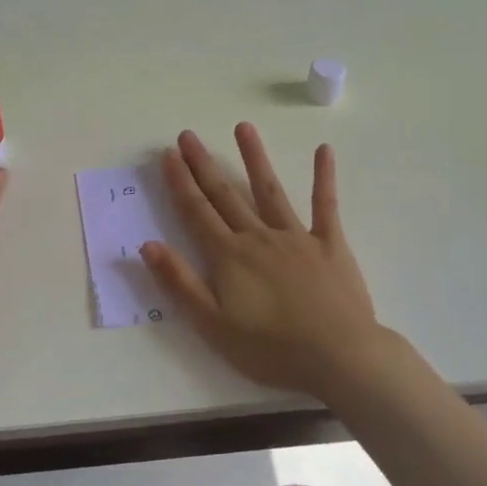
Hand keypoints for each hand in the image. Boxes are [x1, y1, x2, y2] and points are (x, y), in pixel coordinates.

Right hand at [140, 124, 390, 403]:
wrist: (338, 357)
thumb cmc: (271, 349)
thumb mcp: (212, 325)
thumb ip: (179, 282)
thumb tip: (147, 244)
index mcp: (229, 257)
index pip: (196, 212)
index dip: (180, 183)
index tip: (168, 155)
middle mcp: (258, 237)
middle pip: (225, 195)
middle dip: (204, 164)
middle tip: (188, 135)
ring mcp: (296, 237)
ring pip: (269, 190)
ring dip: (254, 158)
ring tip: (243, 127)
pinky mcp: (330, 245)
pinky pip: (326, 206)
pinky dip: (324, 178)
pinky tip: (324, 150)